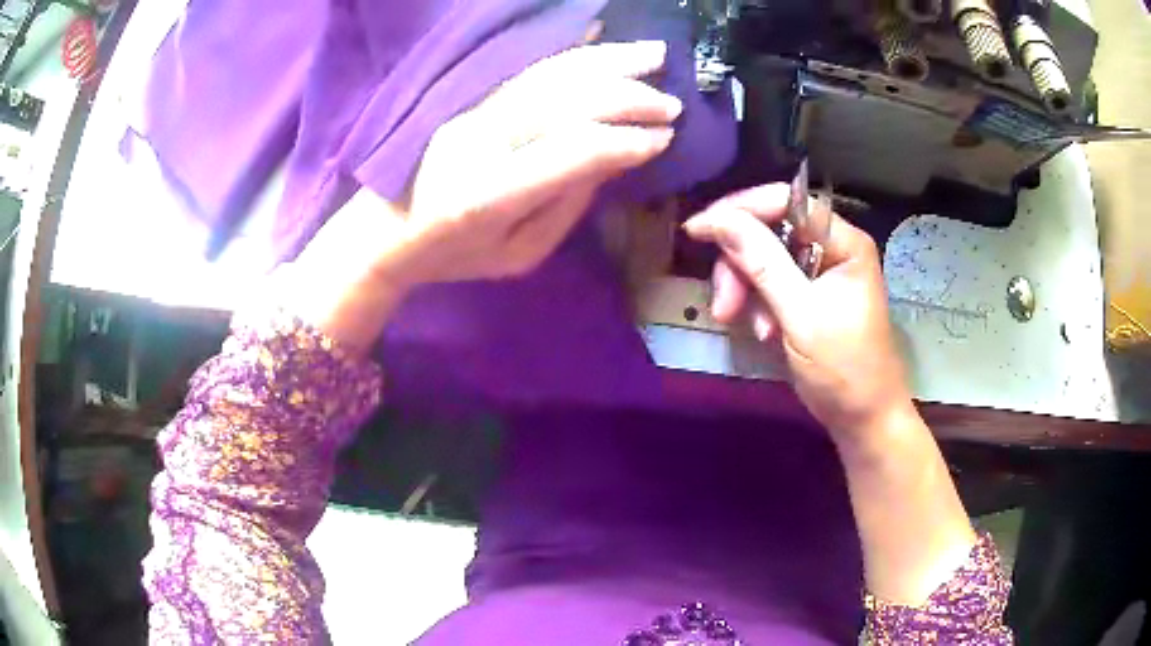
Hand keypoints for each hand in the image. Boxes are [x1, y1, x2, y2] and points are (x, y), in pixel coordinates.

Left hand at [277, 40, 681, 353]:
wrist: (384, 229)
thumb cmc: (452, 254)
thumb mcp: (516, 256)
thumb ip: (565, 208)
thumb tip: (607, 160)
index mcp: (492, 194)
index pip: (571, 152)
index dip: (622, 143)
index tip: (662, 140)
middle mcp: (483, 140)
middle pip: (566, 102)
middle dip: (627, 98)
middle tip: (670, 104)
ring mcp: (473, 112)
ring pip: (552, 74)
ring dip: (608, 61)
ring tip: (653, 53)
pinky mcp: (471, 99)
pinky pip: (528, 66)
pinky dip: (569, 50)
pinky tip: (597, 36)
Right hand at [683, 184, 913, 447]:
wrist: (863, 418)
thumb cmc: (844, 369)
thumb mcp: (801, 317)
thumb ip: (762, 264)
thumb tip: (718, 219)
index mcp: (844, 242)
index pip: (786, 202)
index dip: (741, 210)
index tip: (699, 230)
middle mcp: (832, 247)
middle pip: (770, 230)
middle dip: (740, 264)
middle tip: (724, 305)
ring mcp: (820, 271)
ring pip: (764, 257)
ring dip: (745, 288)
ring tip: (745, 326)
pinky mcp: (809, 294)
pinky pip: (770, 282)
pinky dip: (757, 304)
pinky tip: (763, 332)